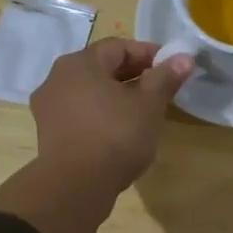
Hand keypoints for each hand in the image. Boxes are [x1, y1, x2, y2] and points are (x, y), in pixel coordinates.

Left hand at [30, 38, 192, 197]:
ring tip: (143, 113)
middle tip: (161, 90)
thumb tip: (184, 58)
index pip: (119, 47)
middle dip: (133, 76)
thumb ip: (165, 78)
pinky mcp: (49, 134)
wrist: (76, 186)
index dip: (149, 53)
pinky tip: (120, 132)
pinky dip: (101, 115)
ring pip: (90, 92)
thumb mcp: (149, 105)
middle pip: (101, 68)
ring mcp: (49, 107)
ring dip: (117, 97)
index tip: (172, 67)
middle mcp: (57, 78)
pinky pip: (80, 114)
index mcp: (80, 63)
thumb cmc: (116, 136)